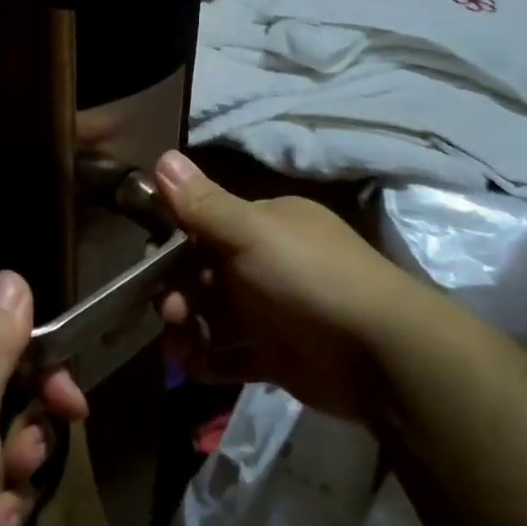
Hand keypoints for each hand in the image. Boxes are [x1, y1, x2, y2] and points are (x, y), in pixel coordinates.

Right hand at [153, 150, 417, 423]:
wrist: (378, 352)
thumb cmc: (306, 277)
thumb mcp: (250, 232)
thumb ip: (203, 203)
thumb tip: (162, 156)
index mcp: (265, 226)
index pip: (206, 227)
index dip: (173, 244)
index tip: (148, 265)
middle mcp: (267, 264)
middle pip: (205, 275)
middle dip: (177, 293)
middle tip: (170, 314)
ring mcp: (274, 312)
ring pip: (214, 317)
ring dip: (188, 331)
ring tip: (177, 351)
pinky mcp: (278, 356)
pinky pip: (233, 356)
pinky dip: (210, 362)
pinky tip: (193, 369)